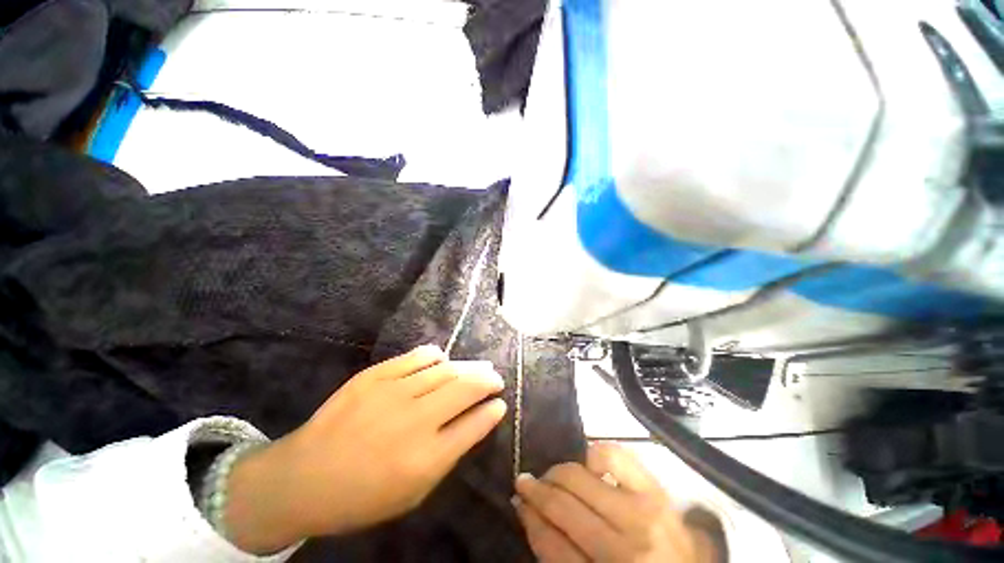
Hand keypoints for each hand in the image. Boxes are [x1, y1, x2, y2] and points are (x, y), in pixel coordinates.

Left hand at [224, 345, 506, 553]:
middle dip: (488, 380)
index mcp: (426, 458)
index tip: (500, 403)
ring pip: (445, 369)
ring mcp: (393, 392)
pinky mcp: (375, 375)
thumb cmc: (362, 496)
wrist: (303, 478)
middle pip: (466, 388)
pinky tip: (442, 359)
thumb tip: (477, 420)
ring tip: (477, 367)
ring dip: (467, 367)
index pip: (474, 424)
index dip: (492, 411)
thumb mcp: (413, 493)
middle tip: (496, 378)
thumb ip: (449, 454)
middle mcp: (415, 420)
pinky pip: (416, 357)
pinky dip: (435, 356)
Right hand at [513, 442, 719, 562]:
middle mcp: (626, 547)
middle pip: (564, 505)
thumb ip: (558, 554)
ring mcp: (644, 512)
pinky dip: (595, 454)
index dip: (530, 519)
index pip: (552, 544)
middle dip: (538, 490)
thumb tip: (527, 511)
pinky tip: (591, 468)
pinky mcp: (656, 489)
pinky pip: (613, 454)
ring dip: (560, 473)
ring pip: (580, 475)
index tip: (518, 501)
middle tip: (528, 483)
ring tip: (556, 477)